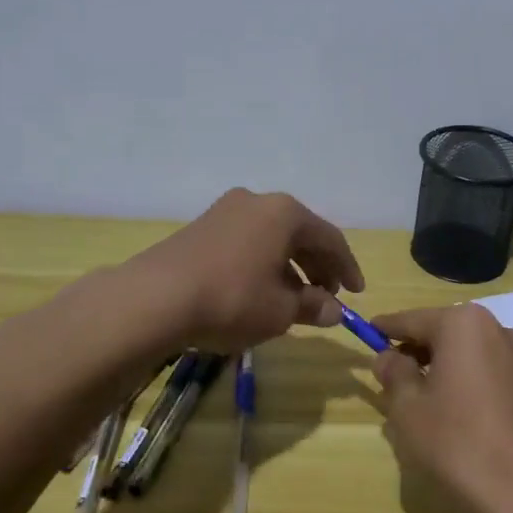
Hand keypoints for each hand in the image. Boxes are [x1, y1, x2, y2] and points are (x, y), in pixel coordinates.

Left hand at [128, 188, 365, 351]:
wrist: (154, 298)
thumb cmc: (232, 299)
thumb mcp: (281, 311)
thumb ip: (313, 306)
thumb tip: (333, 310)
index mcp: (285, 213)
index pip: (330, 239)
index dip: (347, 268)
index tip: (357, 293)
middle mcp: (256, 202)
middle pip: (299, 234)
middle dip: (317, 267)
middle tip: (327, 296)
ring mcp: (224, 211)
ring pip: (270, 238)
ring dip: (288, 267)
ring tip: (294, 300)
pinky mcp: (200, 228)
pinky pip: (245, 243)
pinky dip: (262, 264)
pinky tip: (259, 291)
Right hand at [370, 304, 512, 512]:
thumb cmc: (459, 444)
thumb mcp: (409, 409)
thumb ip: (394, 374)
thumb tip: (389, 357)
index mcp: (464, 325)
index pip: (414, 319)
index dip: (387, 328)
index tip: (369, 331)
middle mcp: (500, 331)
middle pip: (447, 334)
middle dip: (419, 351)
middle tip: (394, 376)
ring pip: (474, 355)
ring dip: (449, 369)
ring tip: (429, 402)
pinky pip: (497, 376)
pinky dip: (476, 386)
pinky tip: (466, 419)